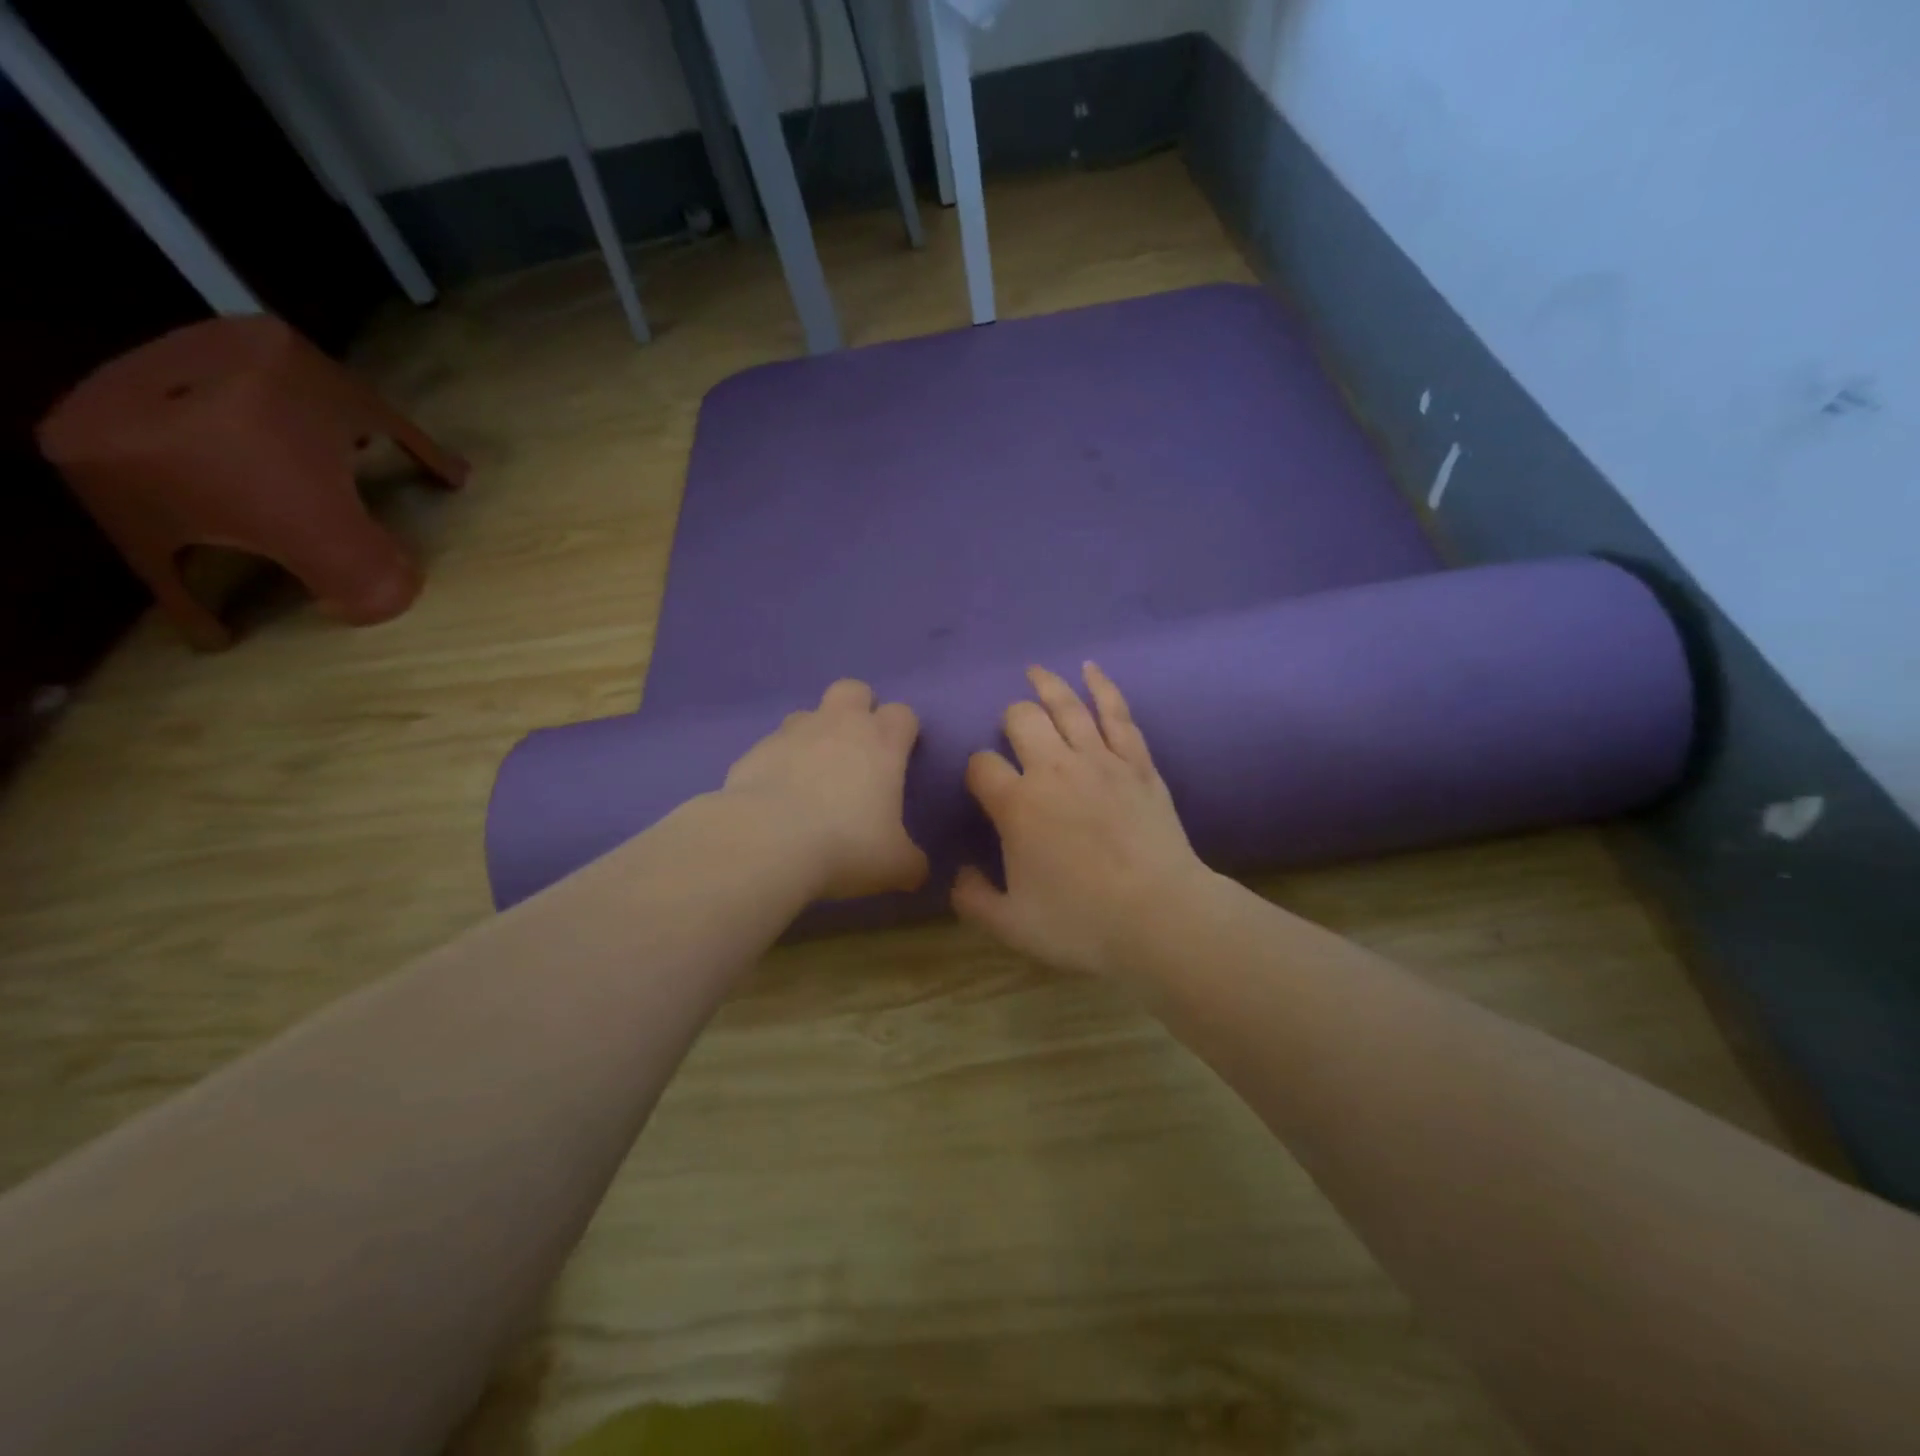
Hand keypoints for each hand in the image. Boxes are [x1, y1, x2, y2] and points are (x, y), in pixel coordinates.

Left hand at [722, 679, 928, 900]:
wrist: (766, 843)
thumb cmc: (846, 846)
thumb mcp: (895, 866)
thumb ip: (911, 863)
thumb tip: (917, 870)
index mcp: (882, 743)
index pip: (903, 713)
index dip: (904, 730)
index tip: (901, 756)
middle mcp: (839, 725)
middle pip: (854, 689)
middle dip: (859, 709)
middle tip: (858, 749)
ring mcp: (792, 733)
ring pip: (808, 713)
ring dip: (815, 734)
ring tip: (813, 774)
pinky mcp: (754, 750)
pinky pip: (772, 746)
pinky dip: (779, 762)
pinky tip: (777, 796)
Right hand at [953, 663, 1213, 978]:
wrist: (1160, 918)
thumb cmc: (1082, 923)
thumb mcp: (1012, 925)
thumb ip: (973, 899)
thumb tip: (958, 874)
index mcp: (1017, 805)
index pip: (981, 766)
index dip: (976, 771)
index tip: (983, 786)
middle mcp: (1053, 770)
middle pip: (1021, 720)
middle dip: (1010, 720)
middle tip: (1012, 734)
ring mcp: (1100, 761)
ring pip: (1067, 706)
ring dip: (1047, 685)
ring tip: (1034, 671)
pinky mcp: (1137, 763)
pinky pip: (1117, 714)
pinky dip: (1103, 687)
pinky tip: (1091, 669)